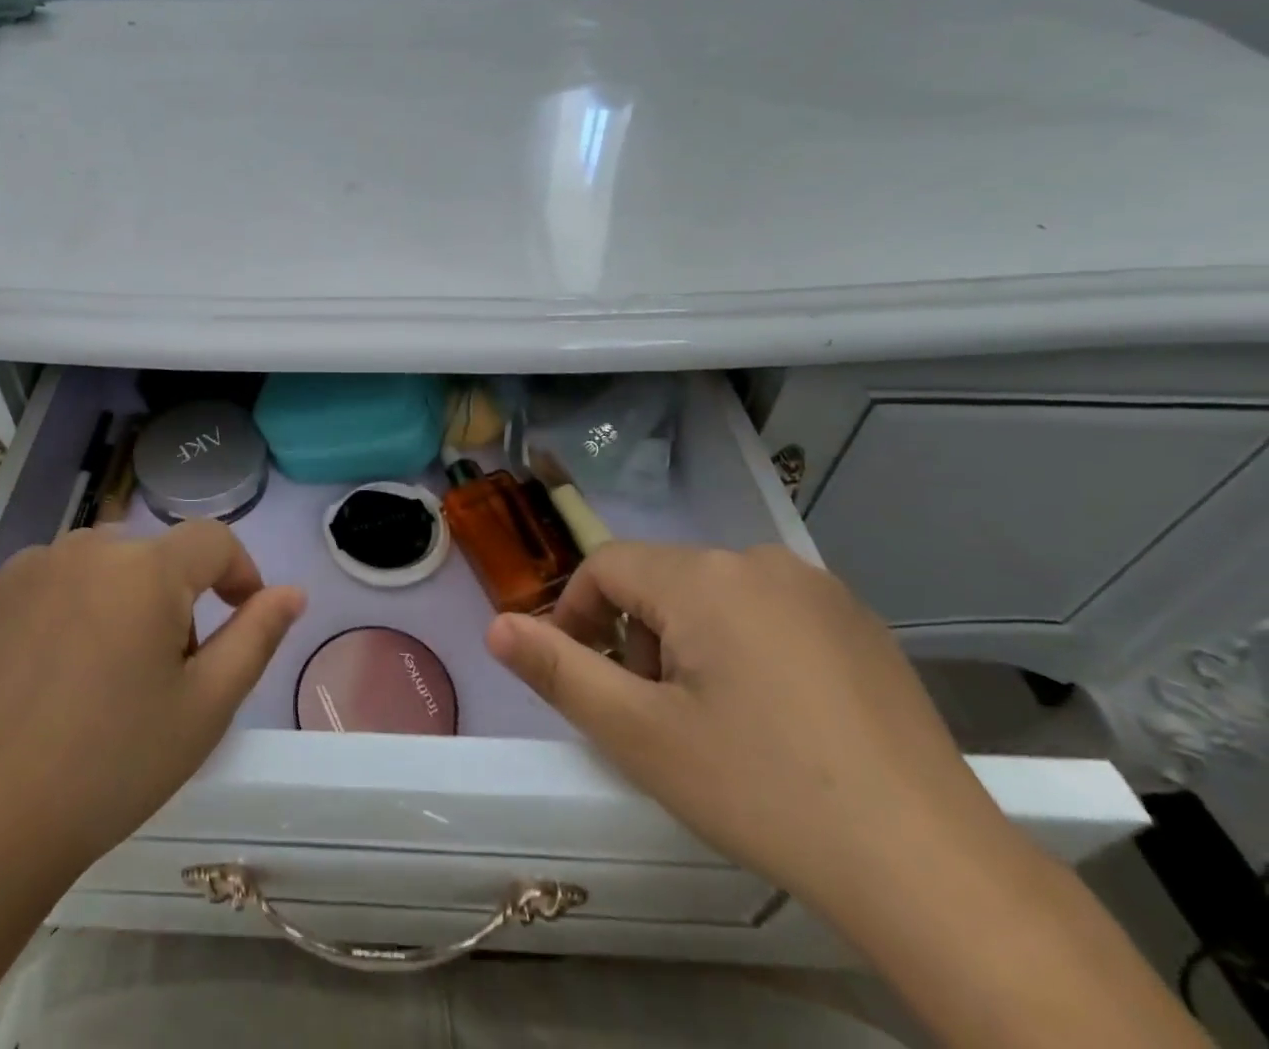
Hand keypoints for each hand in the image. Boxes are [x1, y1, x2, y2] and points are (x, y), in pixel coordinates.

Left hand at [0, 521, 304, 884]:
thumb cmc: (111, 767)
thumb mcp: (205, 708)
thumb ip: (256, 637)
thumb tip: (292, 591)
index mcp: (147, 570)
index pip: (214, 539)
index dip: (239, 571)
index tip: (242, 614)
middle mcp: (88, 548)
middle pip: (156, 556)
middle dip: (176, 598)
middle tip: (165, 671)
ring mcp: (32, 565)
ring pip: (104, 564)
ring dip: (122, 598)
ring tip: (106, 672)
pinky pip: (53, 578)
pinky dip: (70, 605)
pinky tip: (53, 668)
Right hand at [485, 543, 1027, 925]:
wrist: (933, 868)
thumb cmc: (763, 790)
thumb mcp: (641, 736)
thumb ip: (559, 670)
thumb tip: (496, 625)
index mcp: (704, 577)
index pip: (607, 566)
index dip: (578, 614)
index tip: (582, 674)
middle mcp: (759, 560)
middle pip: (661, 581)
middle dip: (637, 636)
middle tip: (654, 714)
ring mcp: (818, 588)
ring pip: (713, 594)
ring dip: (687, 641)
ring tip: (712, 719)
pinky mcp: (858, 621)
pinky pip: (767, 610)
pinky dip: (743, 645)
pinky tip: (774, 715)